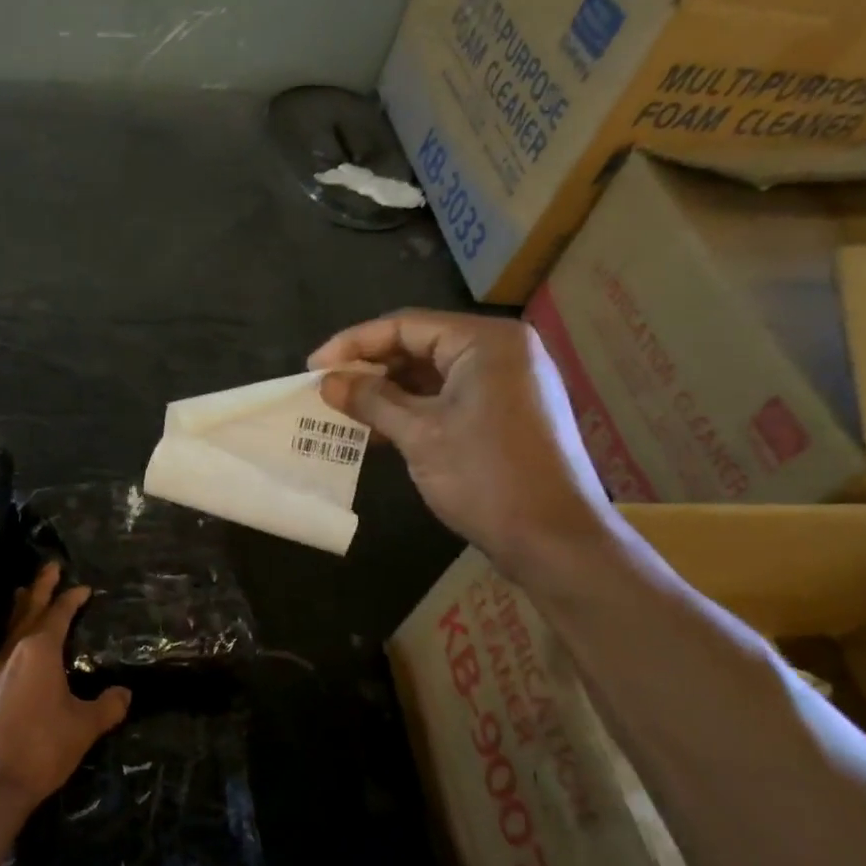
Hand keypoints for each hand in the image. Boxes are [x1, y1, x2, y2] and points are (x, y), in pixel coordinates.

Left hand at [0, 563, 130, 822]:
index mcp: (39, 652)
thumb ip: (107, 707)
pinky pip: (2, 651)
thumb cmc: (40, 748)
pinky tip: (14, 647)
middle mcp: (14, 653)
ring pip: (10, 629)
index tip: (83, 588)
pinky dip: (12, 636)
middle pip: (28, 610)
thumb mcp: (83, 727)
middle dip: (41, 587)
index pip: (58, 615)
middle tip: (50, 566)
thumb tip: (124, 694)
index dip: (71, 599)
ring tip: (25, 593)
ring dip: (22, 609)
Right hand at [309, 309, 616, 580]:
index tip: (312, 367)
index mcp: (485, 342)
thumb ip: (370, 401)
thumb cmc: (485, 477)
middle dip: (370, 368)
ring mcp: (506, 383)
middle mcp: (500, 351)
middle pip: (419, 345)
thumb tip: (327, 382)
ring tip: (343, 410)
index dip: (353, 344)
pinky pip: (448, 398)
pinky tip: (377, 429)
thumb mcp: (419, 435)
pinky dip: (412, 409)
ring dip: (387, 392)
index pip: (405, 325)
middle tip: (326, 390)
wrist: (553, 539)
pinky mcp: (504, 413)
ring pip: (432, 374)